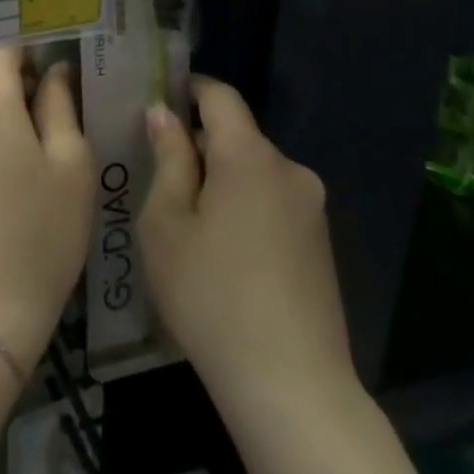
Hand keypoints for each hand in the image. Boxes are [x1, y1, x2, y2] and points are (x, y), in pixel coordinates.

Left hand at [0, 48, 95, 374]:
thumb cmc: (40, 230)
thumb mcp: (70, 163)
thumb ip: (59, 103)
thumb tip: (53, 69)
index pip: (5, 45)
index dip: (35, 54)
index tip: (62, 75)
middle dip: (20, 83)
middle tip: (59, 115)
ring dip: (3, 109)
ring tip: (41, 144)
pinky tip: (12, 164)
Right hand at [140, 77, 356, 421]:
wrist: (290, 385)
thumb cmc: (209, 294)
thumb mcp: (165, 222)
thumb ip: (168, 159)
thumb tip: (164, 114)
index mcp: (250, 157)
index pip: (220, 96)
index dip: (187, 88)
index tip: (155, 98)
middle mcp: (290, 171)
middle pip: (236, 136)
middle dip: (196, 144)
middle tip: (153, 173)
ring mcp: (311, 208)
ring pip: (252, 171)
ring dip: (218, 179)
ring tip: (181, 219)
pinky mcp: (320, 243)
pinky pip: (271, 202)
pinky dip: (241, 206)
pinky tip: (219, 250)